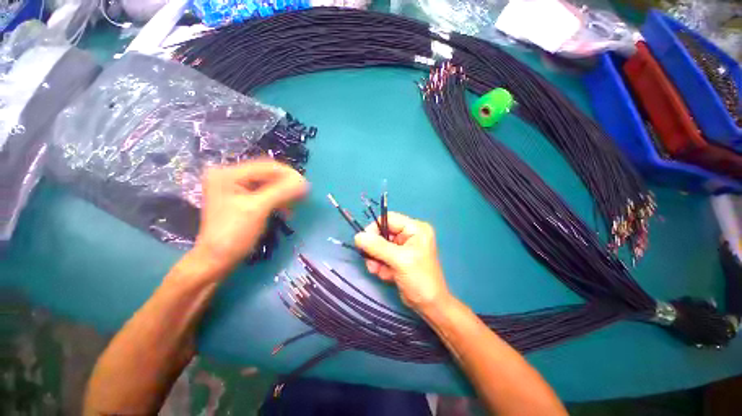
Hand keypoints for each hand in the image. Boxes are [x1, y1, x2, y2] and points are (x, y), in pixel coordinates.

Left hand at [194, 160, 308, 270]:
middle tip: (302, 197)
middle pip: (268, 175)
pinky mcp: (242, 199)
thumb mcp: (258, 209)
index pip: (266, 167)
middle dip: (287, 186)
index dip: (289, 175)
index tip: (306, 187)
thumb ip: (282, 192)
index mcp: (228, 174)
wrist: (217, 260)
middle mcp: (230, 176)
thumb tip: (305, 182)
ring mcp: (236, 188)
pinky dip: (278, 201)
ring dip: (284, 194)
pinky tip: (285, 210)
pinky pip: (266, 194)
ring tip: (294, 206)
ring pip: (269, 185)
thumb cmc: (234, 234)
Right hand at [354, 212, 450, 311]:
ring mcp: (404, 246)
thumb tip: (358, 236)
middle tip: (372, 263)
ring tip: (380, 272)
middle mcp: (409, 234)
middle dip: (375, 249)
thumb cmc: (419, 279)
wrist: (429, 305)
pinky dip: (381, 266)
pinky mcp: (399, 257)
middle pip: (382, 233)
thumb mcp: (399, 260)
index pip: (389, 219)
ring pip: (380, 246)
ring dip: (376, 260)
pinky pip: (382, 256)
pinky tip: (388, 276)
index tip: (364, 243)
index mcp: (415, 228)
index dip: (374, 229)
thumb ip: (378, 246)